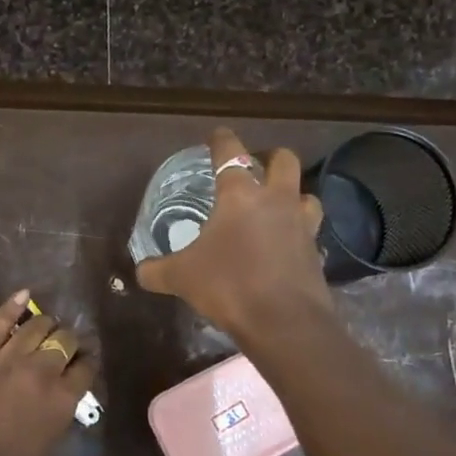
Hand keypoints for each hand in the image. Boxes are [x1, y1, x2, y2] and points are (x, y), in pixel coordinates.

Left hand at [0, 290, 98, 455]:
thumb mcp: (48, 443)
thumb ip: (57, 411)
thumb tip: (60, 392)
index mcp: (64, 400)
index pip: (86, 367)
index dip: (87, 359)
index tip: (85, 358)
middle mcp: (42, 372)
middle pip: (64, 341)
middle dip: (68, 339)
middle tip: (64, 342)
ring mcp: (8, 360)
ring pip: (36, 326)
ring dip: (45, 323)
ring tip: (46, 323)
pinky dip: (13, 306)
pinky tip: (24, 295)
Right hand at [136, 126, 331, 340]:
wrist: (283, 322)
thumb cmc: (228, 285)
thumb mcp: (181, 278)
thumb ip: (158, 270)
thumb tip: (140, 271)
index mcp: (240, 196)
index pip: (231, 153)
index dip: (222, 139)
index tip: (218, 134)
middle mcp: (276, 201)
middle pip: (284, 160)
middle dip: (271, 157)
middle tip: (256, 167)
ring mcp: (302, 225)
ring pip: (306, 194)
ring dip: (293, 194)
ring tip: (277, 206)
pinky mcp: (316, 252)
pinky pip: (310, 233)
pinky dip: (299, 233)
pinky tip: (286, 247)